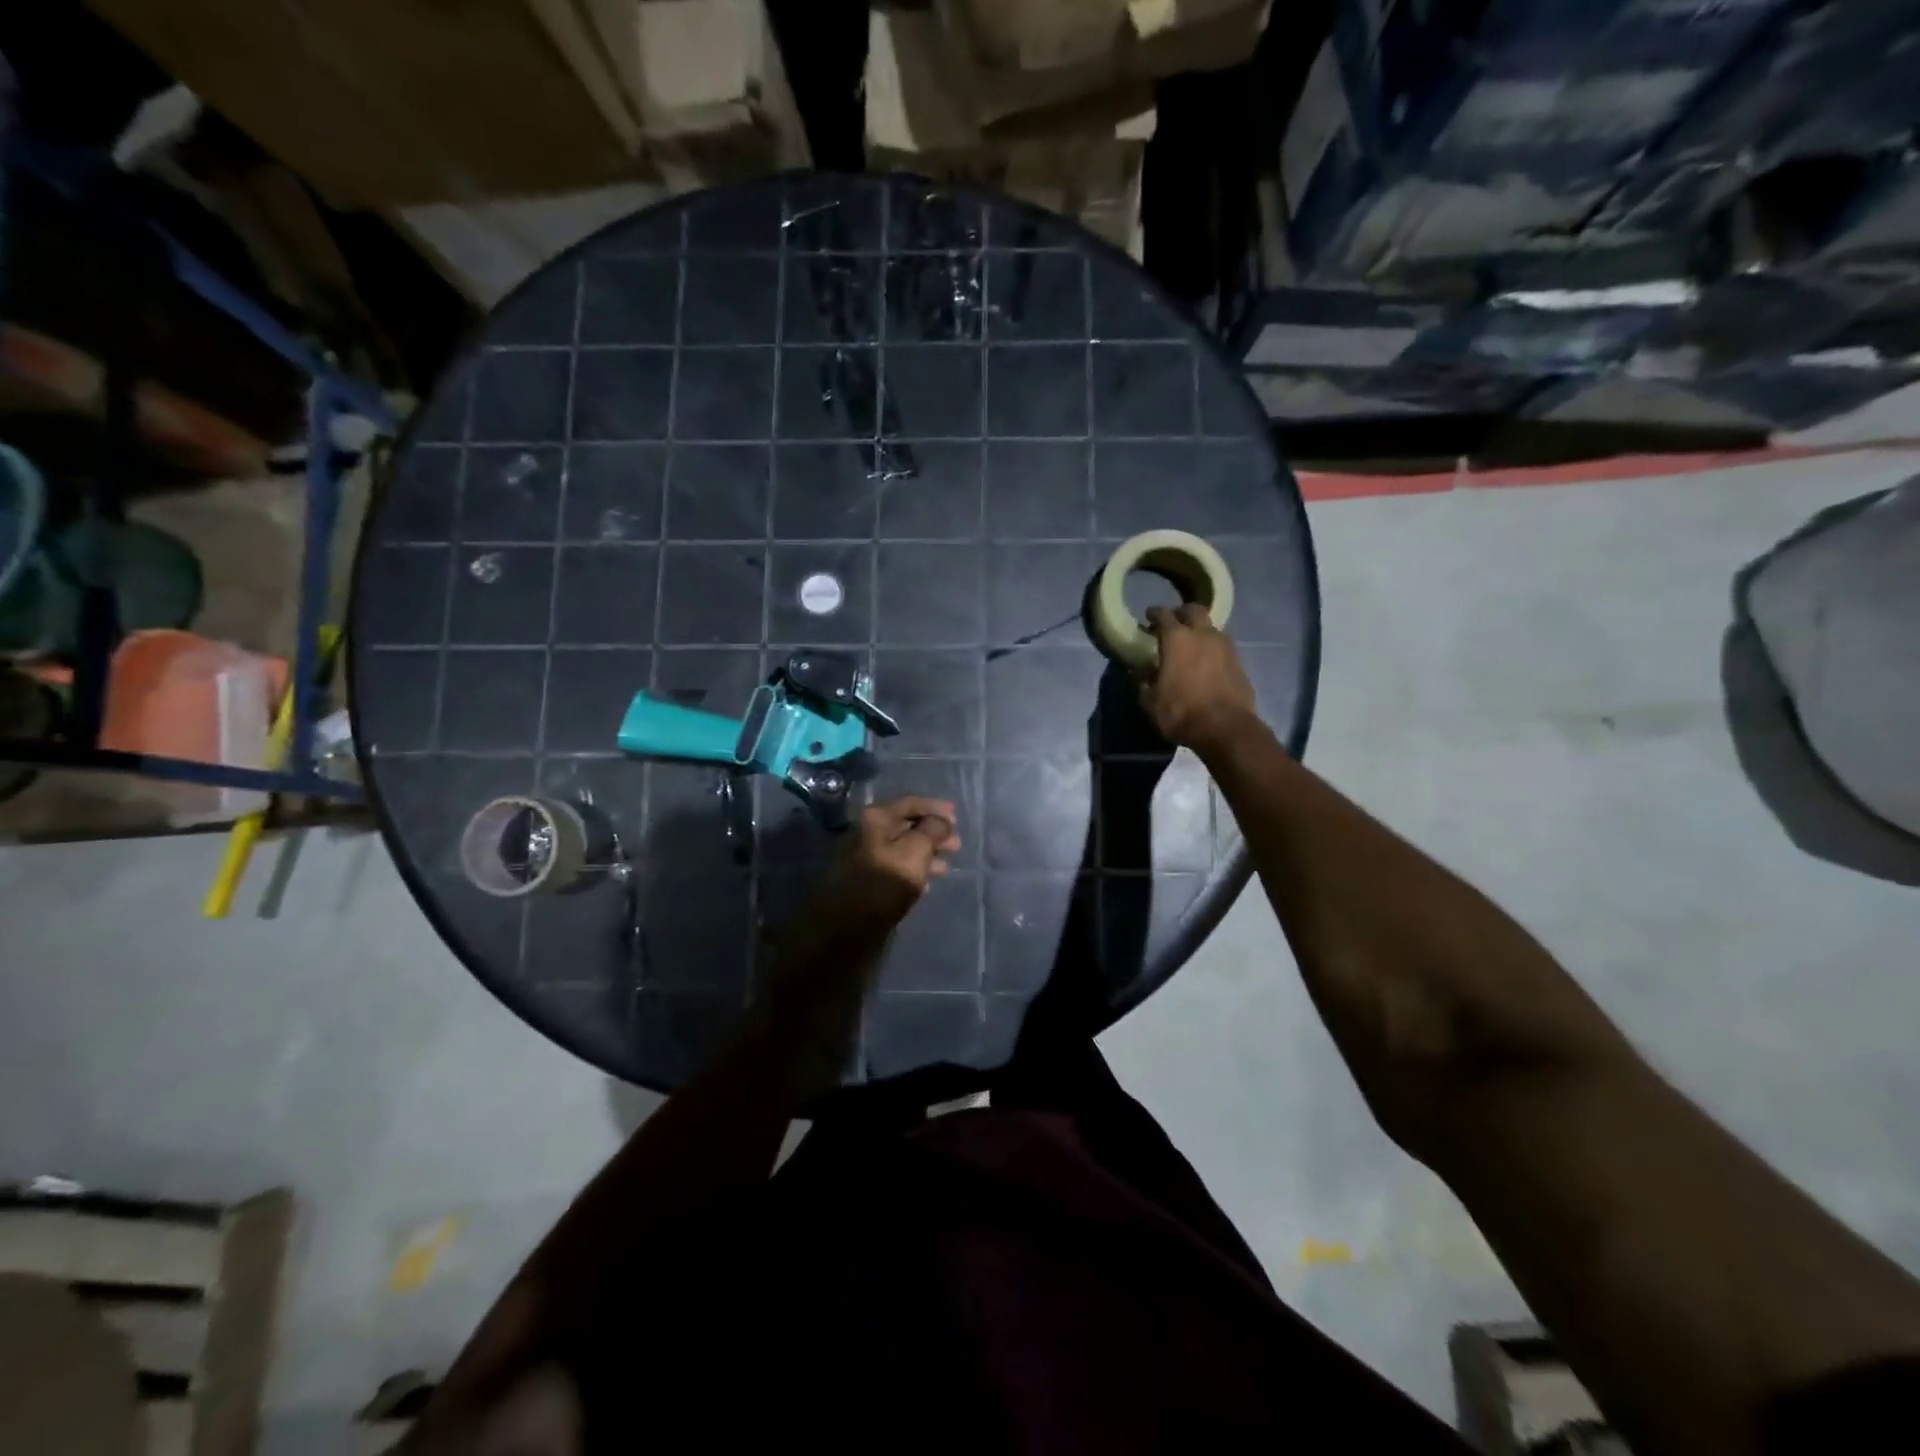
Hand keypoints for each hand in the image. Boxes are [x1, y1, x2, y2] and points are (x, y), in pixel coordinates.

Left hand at [811, 796, 960, 930]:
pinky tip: (927, 881)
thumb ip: (932, 831)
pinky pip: (895, 865)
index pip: (910, 803)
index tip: (956, 816)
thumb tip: (941, 821)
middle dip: (933, 833)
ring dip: (926, 853)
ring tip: (946, 865)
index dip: (935, 808)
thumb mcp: (915, 852)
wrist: (846, 928)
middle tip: (956, 844)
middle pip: (906, 825)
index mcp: (875, 819)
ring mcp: (864, 856)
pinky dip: (914, 868)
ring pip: (902, 847)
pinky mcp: (866, 879)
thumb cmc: (884, 884)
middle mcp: (866, 832)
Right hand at [1137, 604, 1258, 753]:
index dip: (1154, 613)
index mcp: (1177, 640)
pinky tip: (1207, 661)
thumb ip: (1145, 682)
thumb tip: (1144, 671)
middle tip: (1173, 622)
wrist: (1226, 728)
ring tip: (1192, 643)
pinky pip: (1223, 646)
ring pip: (1211, 627)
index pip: (1164, 615)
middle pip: (1194, 610)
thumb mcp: (1151, 702)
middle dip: (1182, 613)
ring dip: (1200, 630)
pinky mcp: (1240, 662)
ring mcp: (1225, 647)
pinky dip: (1213, 648)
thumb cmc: (1181, 712)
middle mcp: (1203, 635)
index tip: (1149, 616)